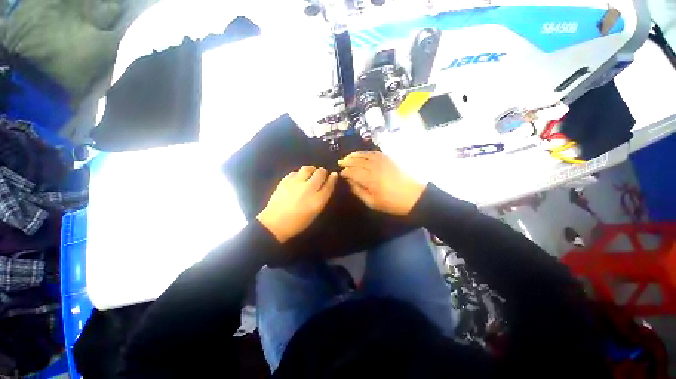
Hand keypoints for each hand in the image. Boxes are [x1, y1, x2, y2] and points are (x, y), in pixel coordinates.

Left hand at [257, 166, 337, 242]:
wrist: (275, 224)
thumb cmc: (298, 222)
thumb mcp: (315, 212)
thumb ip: (322, 197)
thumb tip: (327, 183)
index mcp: (317, 200)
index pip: (329, 184)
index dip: (332, 178)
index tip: (334, 174)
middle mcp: (308, 189)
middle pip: (320, 173)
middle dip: (322, 172)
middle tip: (321, 174)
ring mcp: (295, 183)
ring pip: (307, 169)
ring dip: (311, 170)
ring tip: (310, 174)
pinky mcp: (285, 181)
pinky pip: (295, 172)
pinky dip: (299, 173)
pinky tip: (298, 179)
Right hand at [338, 151, 425, 215]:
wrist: (414, 196)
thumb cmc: (392, 203)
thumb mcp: (373, 203)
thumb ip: (359, 192)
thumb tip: (350, 183)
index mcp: (370, 179)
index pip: (353, 172)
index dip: (345, 172)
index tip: (341, 173)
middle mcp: (375, 167)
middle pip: (357, 161)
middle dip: (347, 161)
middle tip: (340, 162)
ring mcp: (383, 161)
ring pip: (365, 155)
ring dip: (355, 155)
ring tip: (348, 156)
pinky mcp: (389, 159)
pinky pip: (375, 152)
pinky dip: (366, 152)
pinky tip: (363, 154)